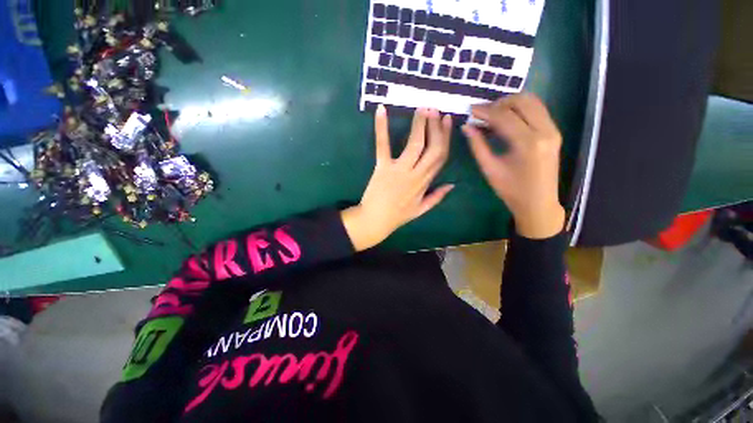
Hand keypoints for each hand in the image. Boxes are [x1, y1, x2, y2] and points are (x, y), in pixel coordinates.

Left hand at [342, 105, 453, 250]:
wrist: (375, 220)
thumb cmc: (398, 216)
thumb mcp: (421, 210)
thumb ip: (437, 197)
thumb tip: (452, 185)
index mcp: (425, 183)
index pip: (441, 157)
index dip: (445, 137)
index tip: (447, 121)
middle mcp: (415, 174)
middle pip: (432, 147)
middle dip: (435, 126)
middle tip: (435, 109)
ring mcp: (398, 169)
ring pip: (414, 144)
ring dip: (420, 124)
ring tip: (422, 108)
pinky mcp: (382, 167)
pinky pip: (383, 145)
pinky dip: (381, 127)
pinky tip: (381, 110)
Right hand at [462, 93, 564, 238]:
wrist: (538, 202)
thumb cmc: (511, 190)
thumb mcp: (490, 168)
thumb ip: (477, 145)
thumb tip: (466, 127)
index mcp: (528, 143)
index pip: (505, 116)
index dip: (485, 111)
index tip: (471, 110)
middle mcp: (545, 131)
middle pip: (523, 101)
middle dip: (499, 103)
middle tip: (482, 113)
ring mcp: (553, 130)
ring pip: (533, 102)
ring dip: (511, 104)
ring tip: (493, 115)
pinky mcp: (554, 132)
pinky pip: (537, 111)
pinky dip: (521, 110)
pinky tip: (507, 120)